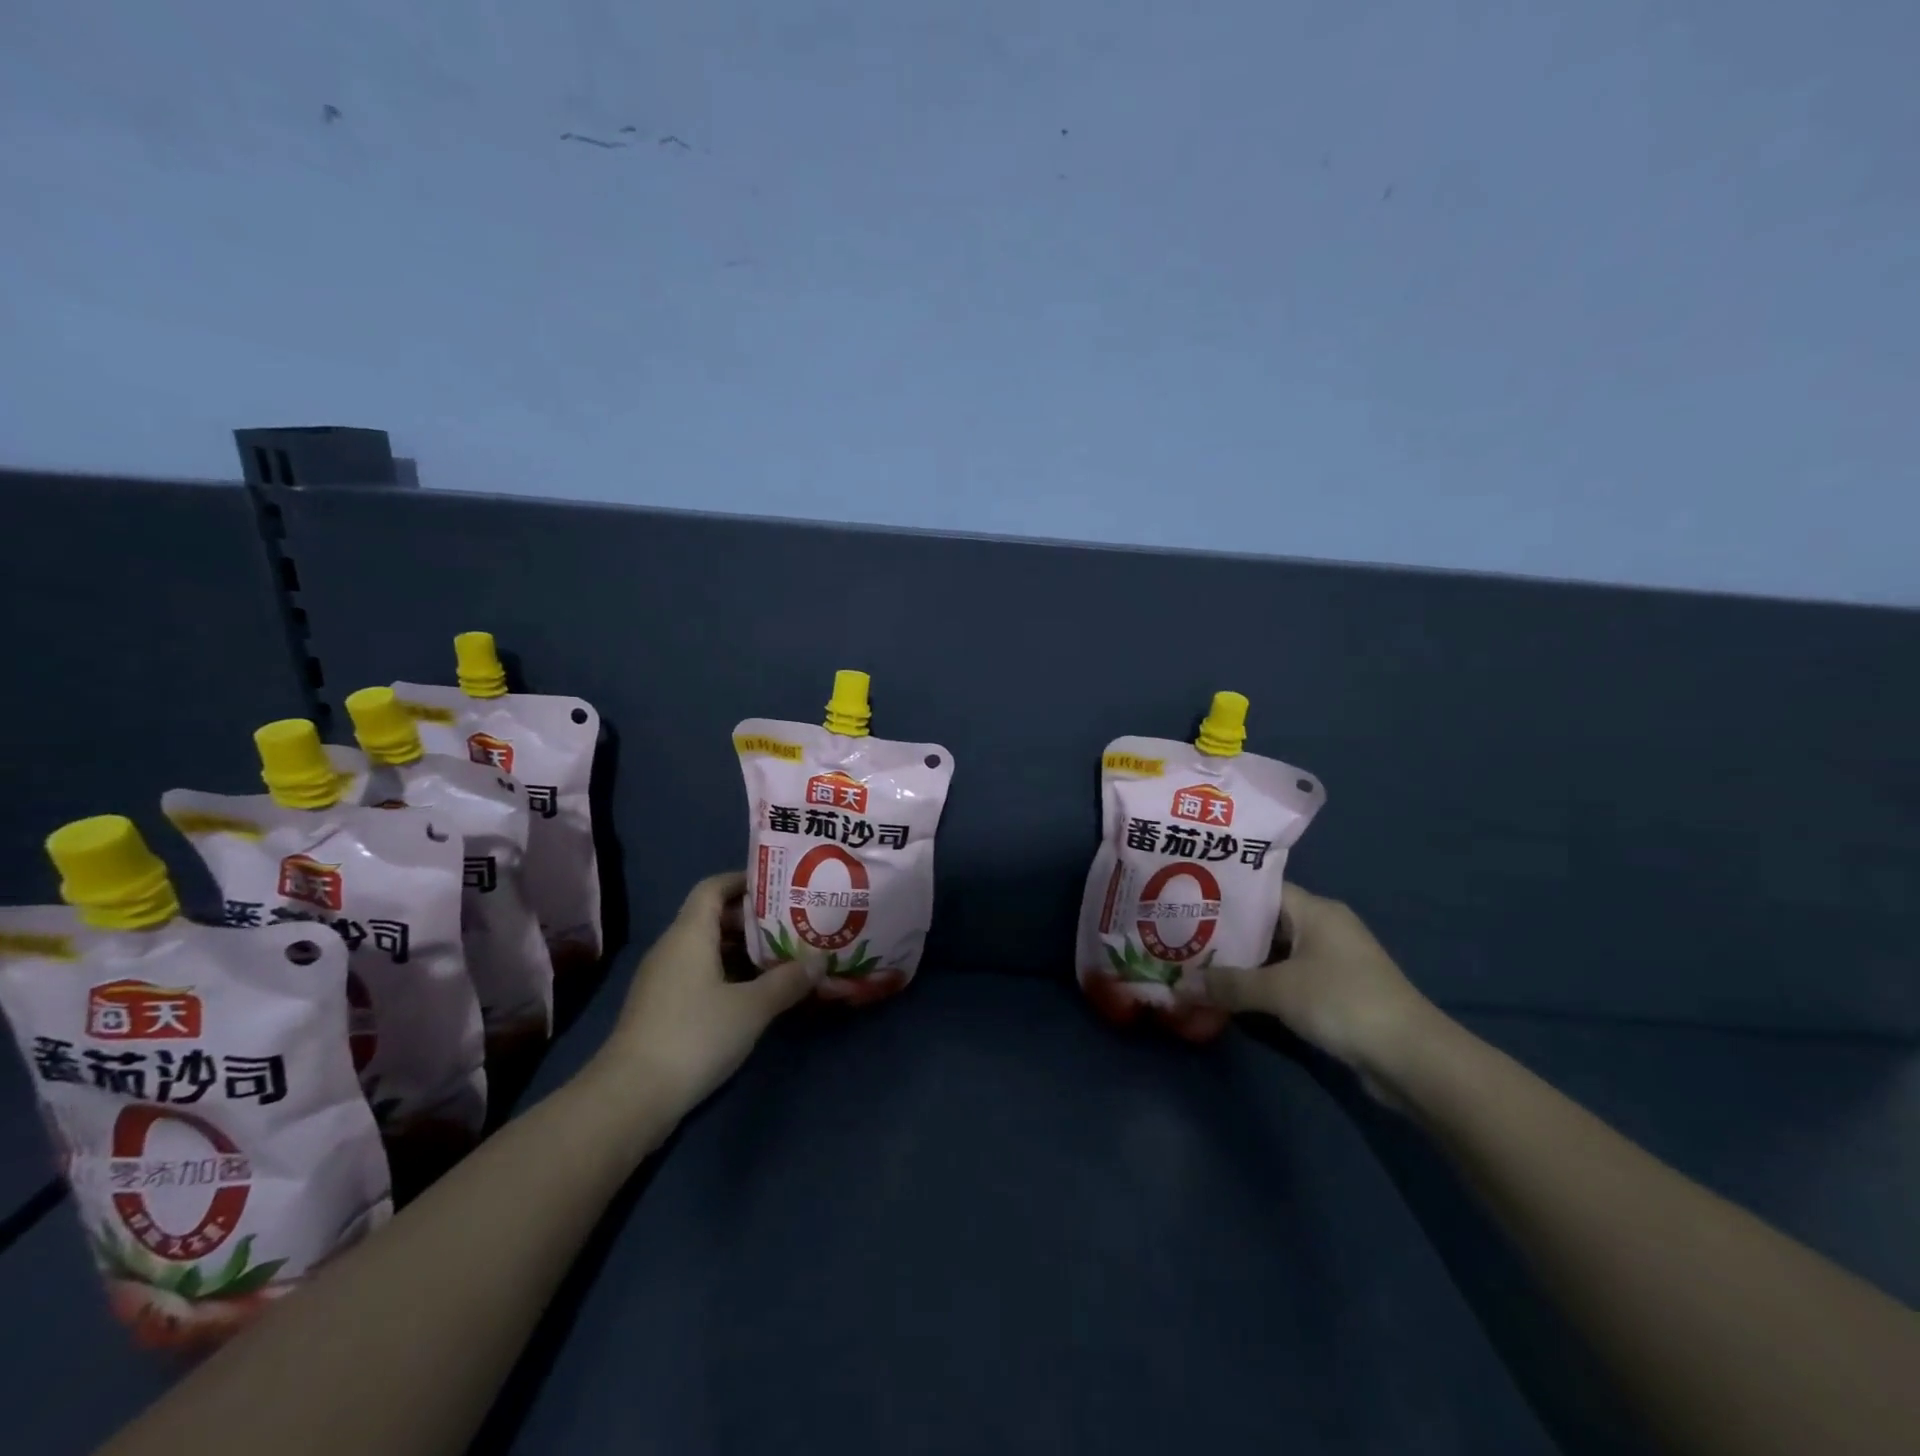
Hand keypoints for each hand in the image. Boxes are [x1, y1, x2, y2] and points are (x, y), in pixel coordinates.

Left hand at [586, 872, 811, 1119]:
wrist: (631, 1098)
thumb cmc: (694, 1036)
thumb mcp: (752, 1007)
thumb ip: (787, 980)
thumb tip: (820, 959)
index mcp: (689, 934)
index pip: (714, 887)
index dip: (744, 881)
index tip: (780, 886)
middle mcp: (673, 949)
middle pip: (713, 917)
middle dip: (753, 919)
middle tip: (793, 923)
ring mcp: (664, 981)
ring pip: (708, 950)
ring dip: (744, 951)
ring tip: (783, 957)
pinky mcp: (663, 1009)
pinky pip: (701, 975)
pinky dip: (729, 975)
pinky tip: (756, 993)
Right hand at [1200, 884, 1437, 1098]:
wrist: (1413, 1059)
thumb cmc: (1343, 1002)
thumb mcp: (1278, 990)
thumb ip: (1228, 985)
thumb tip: (1179, 986)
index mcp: (1315, 910)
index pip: (1260, 889)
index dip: (1224, 894)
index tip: (1186, 900)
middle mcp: (1325, 927)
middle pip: (1265, 921)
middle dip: (1226, 932)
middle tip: (1181, 935)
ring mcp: (1333, 960)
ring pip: (1275, 952)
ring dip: (1243, 961)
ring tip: (1197, 962)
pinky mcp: (1336, 991)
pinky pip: (1288, 976)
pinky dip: (1262, 982)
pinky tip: (1231, 991)